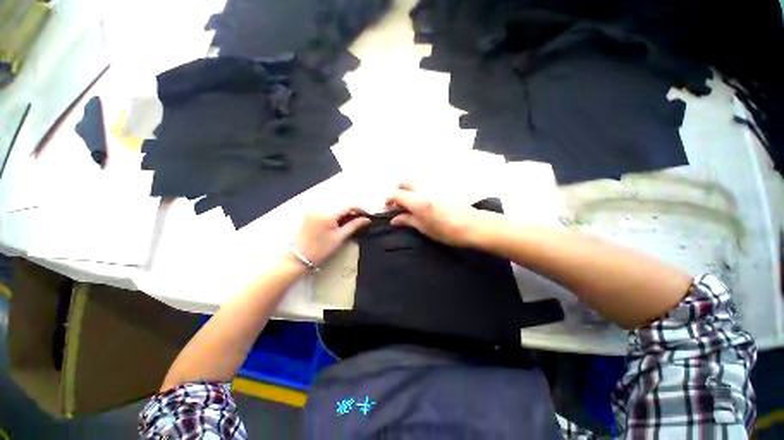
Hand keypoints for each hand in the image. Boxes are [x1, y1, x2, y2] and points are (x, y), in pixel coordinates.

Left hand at [291, 206, 370, 265]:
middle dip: (352, 212)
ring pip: (334, 207)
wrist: (298, 257)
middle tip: (359, 221)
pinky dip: (334, 214)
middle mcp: (319, 208)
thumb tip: (366, 220)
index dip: (360, 209)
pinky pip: (326, 210)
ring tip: (349, 223)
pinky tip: (337, 223)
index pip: (348, 205)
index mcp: (328, 214)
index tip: (367, 215)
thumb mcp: (340, 237)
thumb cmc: (320, 249)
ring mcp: (313, 210)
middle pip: (341, 205)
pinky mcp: (309, 214)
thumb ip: (354, 226)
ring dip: (343, 213)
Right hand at [385, 183, 493, 246]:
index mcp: (417, 201)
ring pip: (416, 185)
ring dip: (409, 193)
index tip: (388, 208)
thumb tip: (394, 220)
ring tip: (411, 208)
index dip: (389, 200)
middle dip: (398, 192)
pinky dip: (419, 194)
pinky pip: (426, 188)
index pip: (396, 194)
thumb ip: (407, 221)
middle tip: (398, 206)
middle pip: (405, 184)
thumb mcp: (424, 228)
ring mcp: (434, 189)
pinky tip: (424, 206)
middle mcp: (424, 190)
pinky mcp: (443, 190)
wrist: (473, 225)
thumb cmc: (447, 231)